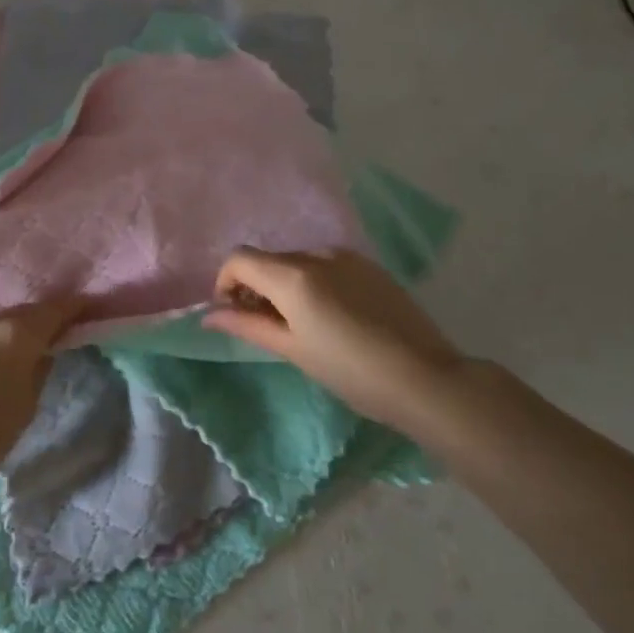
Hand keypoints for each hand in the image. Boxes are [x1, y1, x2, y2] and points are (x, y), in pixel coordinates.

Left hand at [0, 297, 84, 490]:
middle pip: (23, 313)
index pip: (55, 309)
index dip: (77, 307)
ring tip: (22, 352)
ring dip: (12, 333)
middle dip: (43, 321)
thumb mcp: (26, 406)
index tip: (92, 308)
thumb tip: (41, 354)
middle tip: (59, 334)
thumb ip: (39, 371)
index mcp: (15, 333)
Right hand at [202, 247, 470, 429]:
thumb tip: (209, 315)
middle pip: (269, 259)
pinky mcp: (370, 266)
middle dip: (255, 286)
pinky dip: (313, 282)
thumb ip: (248, 325)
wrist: (425, 378)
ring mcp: (347, 257)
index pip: (240, 259)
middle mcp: (317, 254)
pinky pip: (326, 265)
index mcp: (293, 275)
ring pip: (297, 261)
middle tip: (264, 325)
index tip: (232, 312)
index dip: (225, 282)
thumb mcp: (293, 350)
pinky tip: (331, 316)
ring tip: (300, 323)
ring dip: (285, 284)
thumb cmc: (350, 371)